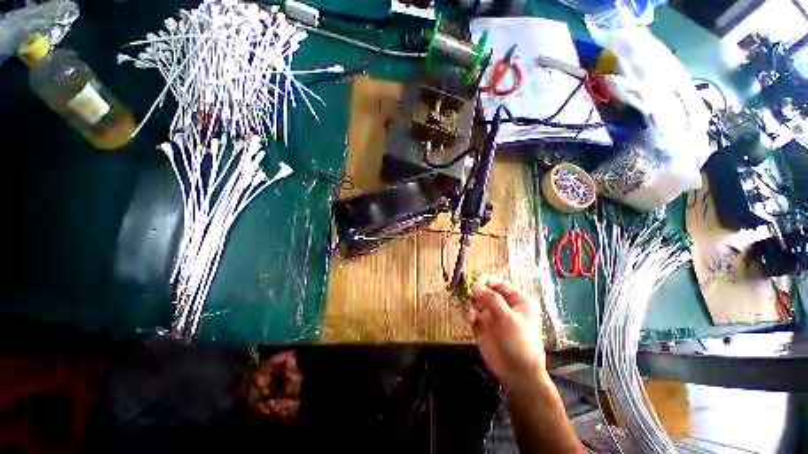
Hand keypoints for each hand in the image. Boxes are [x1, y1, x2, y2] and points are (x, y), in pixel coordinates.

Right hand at [466, 275, 545, 389]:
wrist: (518, 374)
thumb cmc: (519, 342)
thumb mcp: (508, 318)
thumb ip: (491, 299)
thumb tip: (475, 284)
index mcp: (517, 300)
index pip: (499, 283)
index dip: (486, 280)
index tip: (473, 280)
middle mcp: (504, 305)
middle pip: (486, 291)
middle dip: (476, 291)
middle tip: (467, 293)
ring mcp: (493, 315)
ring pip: (477, 301)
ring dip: (472, 303)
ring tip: (470, 308)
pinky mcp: (483, 326)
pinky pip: (473, 314)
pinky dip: (470, 313)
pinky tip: (470, 317)